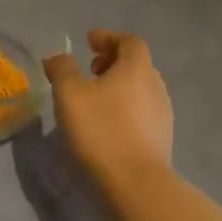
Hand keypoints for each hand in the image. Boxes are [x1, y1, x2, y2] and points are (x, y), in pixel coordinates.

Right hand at [44, 30, 173, 183]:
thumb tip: (59, 57)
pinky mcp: (161, 139)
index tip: (89, 42)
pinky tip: (107, 124)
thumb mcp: (69, 93)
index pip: (129, 41)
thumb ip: (62, 69)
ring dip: (119, 86)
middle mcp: (156, 86)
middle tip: (90, 70)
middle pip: (137, 64)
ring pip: (140, 89)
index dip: (108, 38)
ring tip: (95, 98)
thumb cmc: (101, 129)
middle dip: (113, 62)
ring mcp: (162, 114)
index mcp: (137, 68)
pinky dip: (124, 108)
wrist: (135, 182)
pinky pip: (142, 112)